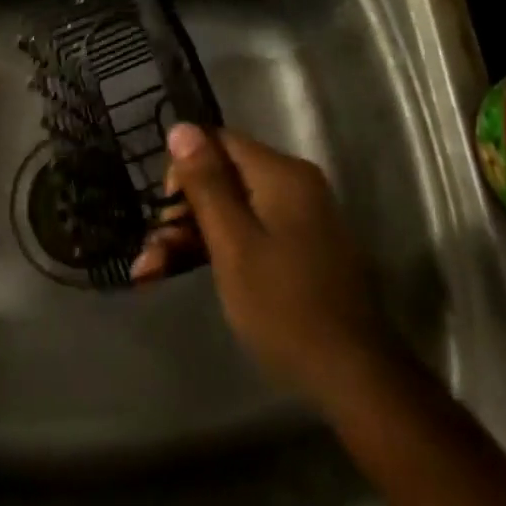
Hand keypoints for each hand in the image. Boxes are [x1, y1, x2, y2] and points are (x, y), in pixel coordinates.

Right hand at [132, 124, 384, 411]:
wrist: (355, 379)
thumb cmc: (286, 307)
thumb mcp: (233, 244)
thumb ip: (206, 183)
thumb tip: (180, 126)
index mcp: (281, 172)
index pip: (219, 141)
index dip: (184, 167)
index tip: (165, 211)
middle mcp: (294, 183)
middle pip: (224, 177)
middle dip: (182, 213)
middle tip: (149, 255)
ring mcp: (301, 217)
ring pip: (233, 208)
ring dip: (193, 236)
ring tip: (151, 274)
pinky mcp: (302, 247)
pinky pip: (251, 230)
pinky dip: (220, 249)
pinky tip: (184, 274)